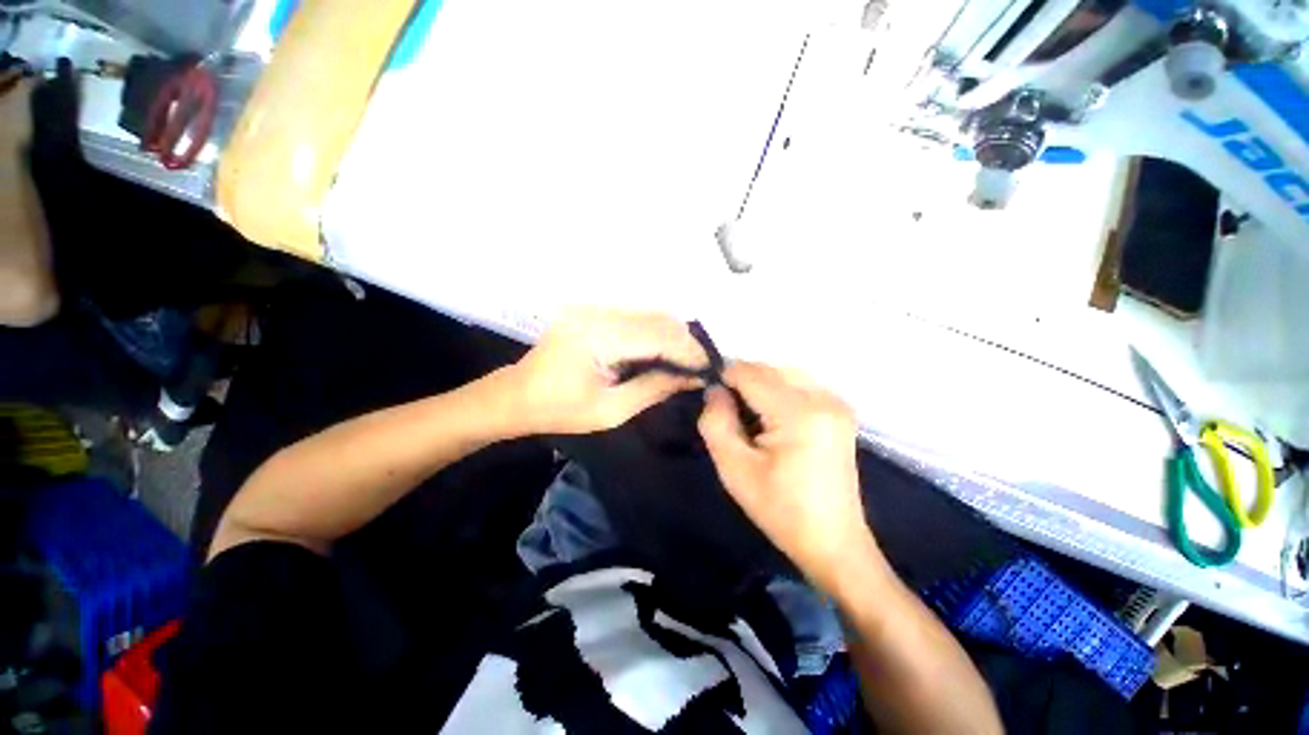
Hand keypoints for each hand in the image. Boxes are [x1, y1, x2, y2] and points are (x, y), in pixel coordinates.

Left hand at [507, 309, 707, 434]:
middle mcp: (597, 312)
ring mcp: (593, 307)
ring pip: (649, 312)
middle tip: (700, 369)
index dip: (689, 352)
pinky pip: (634, 315)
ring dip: (672, 335)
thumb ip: (654, 389)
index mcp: (598, 337)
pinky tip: (661, 353)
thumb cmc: (559, 411)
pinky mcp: (591, 310)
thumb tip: (694, 378)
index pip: (658, 336)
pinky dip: (654, 331)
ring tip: (685, 363)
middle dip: (685, 342)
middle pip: (658, 317)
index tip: (710, 371)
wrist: (516, 396)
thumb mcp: (610, 411)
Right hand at [698, 362, 873, 590]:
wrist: (831, 538)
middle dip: (746, 383)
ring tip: (752, 424)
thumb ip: (717, 424)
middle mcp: (824, 396)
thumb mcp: (736, 471)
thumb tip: (714, 391)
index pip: (752, 373)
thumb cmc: (781, 511)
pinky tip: (776, 427)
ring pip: (790, 375)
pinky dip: (785, 396)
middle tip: (729, 418)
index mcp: (800, 411)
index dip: (725, 379)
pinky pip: (806, 388)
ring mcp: (838, 403)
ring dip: (766, 388)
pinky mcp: (843, 413)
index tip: (709, 403)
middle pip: (773, 369)